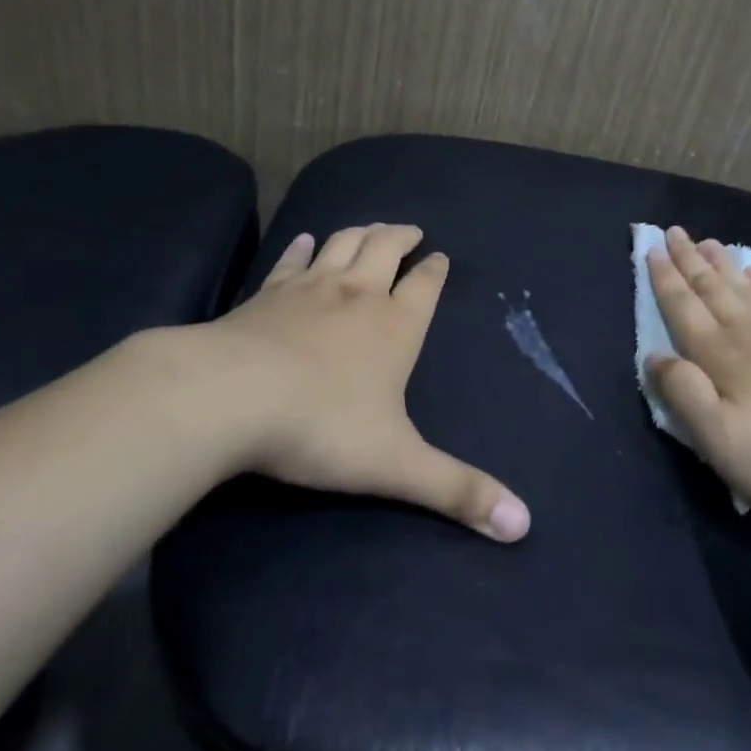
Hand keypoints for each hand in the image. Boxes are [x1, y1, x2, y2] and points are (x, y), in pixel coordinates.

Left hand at [195, 223, 530, 541]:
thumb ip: (458, 492)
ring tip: (371, 226)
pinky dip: (302, 248)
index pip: (424, 286)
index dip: (435, 270)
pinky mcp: (265, 295)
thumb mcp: (396, 465)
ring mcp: (308, 289)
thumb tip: (523, 524)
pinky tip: (304, 240)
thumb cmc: (321, 426)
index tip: (442, 257)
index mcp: (394, 326)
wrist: (228, 398)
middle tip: (411, 230)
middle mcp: (356, 295)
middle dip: (401, 237)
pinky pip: (290, 262)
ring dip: (360, 232)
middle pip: (384, 249)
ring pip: (341, 244)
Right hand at [646, 226, 750, 525]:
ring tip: (708, 242)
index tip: (652, 249)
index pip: (683, 308)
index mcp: (718, 356)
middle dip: (689, 261)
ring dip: (721, 264)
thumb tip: (653, 357)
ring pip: (742, 289)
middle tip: (674, 231)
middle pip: (711, 289)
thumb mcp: (718, 438)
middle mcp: (746, 335)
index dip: (665, 279)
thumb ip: (683, 393)